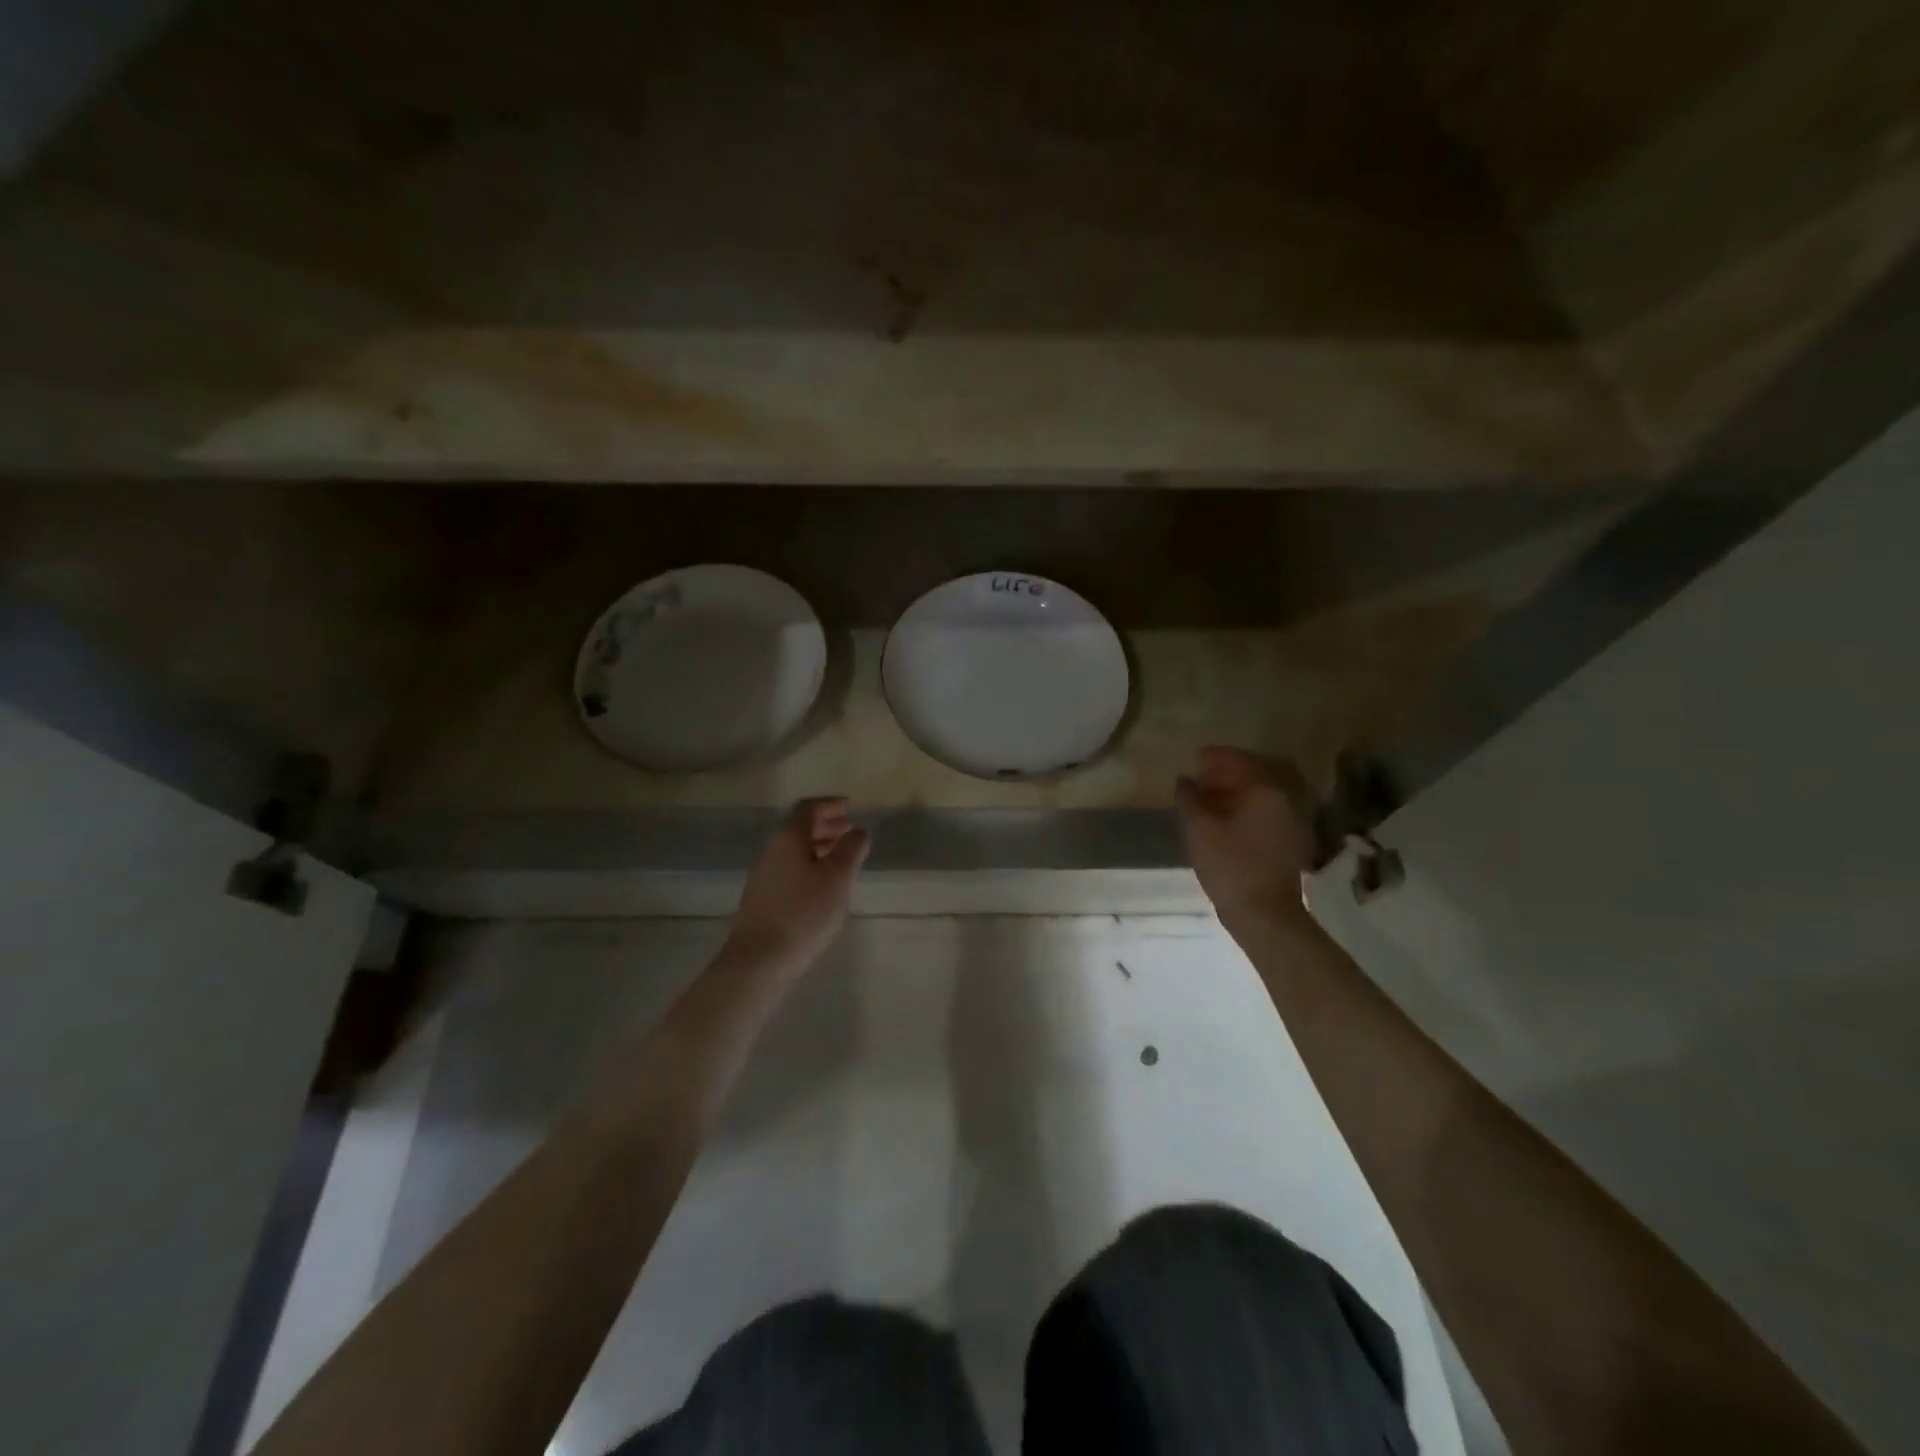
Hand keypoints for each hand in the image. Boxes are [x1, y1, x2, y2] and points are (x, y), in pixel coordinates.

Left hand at [725, 799, 870, 973]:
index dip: (829, 804)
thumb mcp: (837, 879)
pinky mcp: (763, 898)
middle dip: (825, 825)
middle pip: (799, 827)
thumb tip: (858, 831)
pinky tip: (823, 884)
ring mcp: (764, 875)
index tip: (850, 807)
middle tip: (849, 829)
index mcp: (788, 838)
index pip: (807, 808)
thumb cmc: (804, 913)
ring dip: (818, 846)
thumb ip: (851, 850)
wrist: (759, 960)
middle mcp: (772, 850)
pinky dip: (809, 865)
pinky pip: (789, 868)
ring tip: (841, 856)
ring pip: (794, 850)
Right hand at [1176, 746, 1317, 931]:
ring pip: (1262, 797)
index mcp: (1266, 792)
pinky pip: (1268, 814)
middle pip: (1255, 777)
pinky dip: (1247, 810)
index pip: (1241, 762)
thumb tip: (1184, 781)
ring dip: (1236, 793)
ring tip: (1207, 803)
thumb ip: (1189, 799)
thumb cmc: (1229, 867)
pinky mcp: (1292, 843)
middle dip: (1226, 775)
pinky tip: (1225, 823)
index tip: (1196, 757)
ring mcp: (1293, 823)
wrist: (1264, 915)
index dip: (1216, 757)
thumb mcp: (1199, 830)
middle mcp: (1286, 801)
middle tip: (1200, 781)